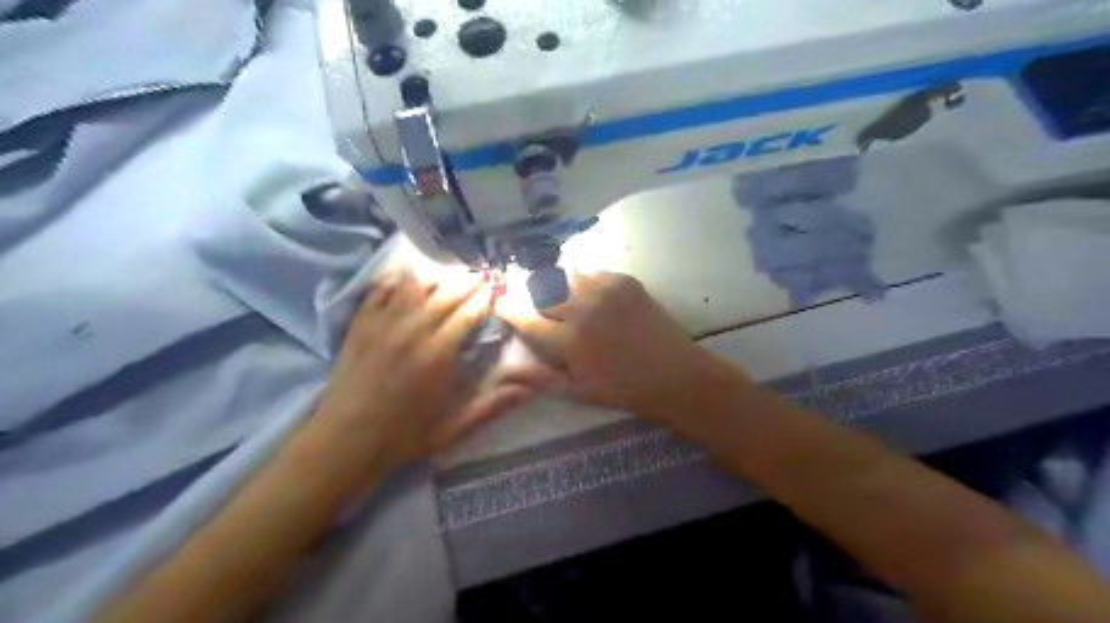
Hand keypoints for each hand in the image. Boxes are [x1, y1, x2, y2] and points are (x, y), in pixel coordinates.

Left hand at [311, 272, 538, 471]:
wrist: (344, 441)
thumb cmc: (403, 436)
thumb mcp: (453, 429)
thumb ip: (491, 407)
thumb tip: (527, 390)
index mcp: (438, 355)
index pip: (467, 314)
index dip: (483, 298)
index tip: (495, 285)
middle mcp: (412, 332)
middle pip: (444, 295)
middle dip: (466, 281)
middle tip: (481, 271)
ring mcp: (383, 325)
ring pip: (413, 288)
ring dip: (434, 278)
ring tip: (447, 273)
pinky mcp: (359, 326)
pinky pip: (379, 292)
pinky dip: (395, 282)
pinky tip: (404, 278)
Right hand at [494, 270, 744, 422]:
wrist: (675, 375)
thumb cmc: (622, 389)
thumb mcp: (577, 391)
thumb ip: (538, 377)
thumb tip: (504, 369)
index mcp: (568, 340)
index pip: (525, 317)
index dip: (509, 309)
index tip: (501, 304)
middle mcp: (582, 307)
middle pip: (542, 291)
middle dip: (534, 298)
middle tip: (540, 310)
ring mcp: (604, 289)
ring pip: (565, 278)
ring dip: (558, 289)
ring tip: (566, 304)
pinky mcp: (624, 280)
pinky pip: (591, 274)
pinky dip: (584, 284)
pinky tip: (593, 300)